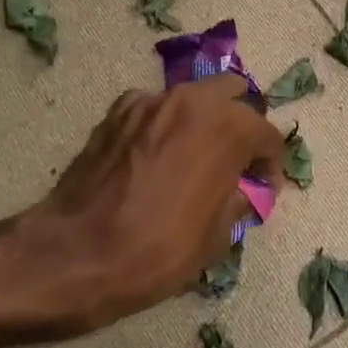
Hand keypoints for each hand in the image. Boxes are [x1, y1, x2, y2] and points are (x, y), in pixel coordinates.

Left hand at [0, 75, 287, 335]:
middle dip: (242, 123)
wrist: (76, 254)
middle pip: (233, 94)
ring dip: (204, 120)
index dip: (271, 165)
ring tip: (197, 156)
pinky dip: (165, 125)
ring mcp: (150, 102)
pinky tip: (158, 157)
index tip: (264, 189)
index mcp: (228, 127)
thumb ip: (237, 199)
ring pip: (192, 97)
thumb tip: (241, 189)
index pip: (268, 135)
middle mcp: (192, 101)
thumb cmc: (159, 249)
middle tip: (237, 160)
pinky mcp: (116, 114)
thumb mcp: (217, 235)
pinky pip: (155, 109)